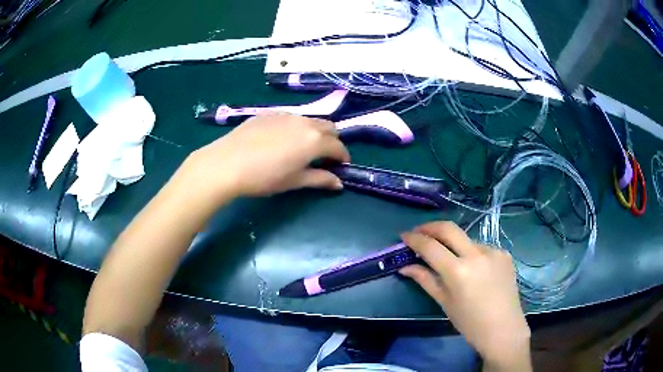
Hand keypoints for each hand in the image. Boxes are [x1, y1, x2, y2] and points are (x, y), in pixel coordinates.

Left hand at [184, 113, 349, 200]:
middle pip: (329, 127)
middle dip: (332, 141)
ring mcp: (286, 115)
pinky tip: (281, 140)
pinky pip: (290, 118)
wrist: (227, 163)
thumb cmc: (264, 177)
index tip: (341, 166)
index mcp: (315, 140)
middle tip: (324, 156)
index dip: (343, 157)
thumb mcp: (294, 181)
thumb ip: (319, 179)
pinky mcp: (268, 113)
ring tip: (303, 147)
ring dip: (314, 132)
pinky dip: (295, 127)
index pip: (338, 146)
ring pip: (309, 120)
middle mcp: (304, 122)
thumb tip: (338, 183)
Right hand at [400, 222, 530, 369]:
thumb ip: (425, 280)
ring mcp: (494, 251)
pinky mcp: (505, 254)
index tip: (404, 236)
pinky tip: (474, 269)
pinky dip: (472, 254)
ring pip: (467, 240)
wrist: (503, 329)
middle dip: (430, 227)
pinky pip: (482, 248)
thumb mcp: (445, 302)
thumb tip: (405, 266)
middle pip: (449, 228)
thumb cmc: (469, 323)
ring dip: (454, 245)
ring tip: (451, 260)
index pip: (430, 246)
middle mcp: (477, 254)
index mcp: (458, 271)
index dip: (414, 239)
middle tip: (419, 232)